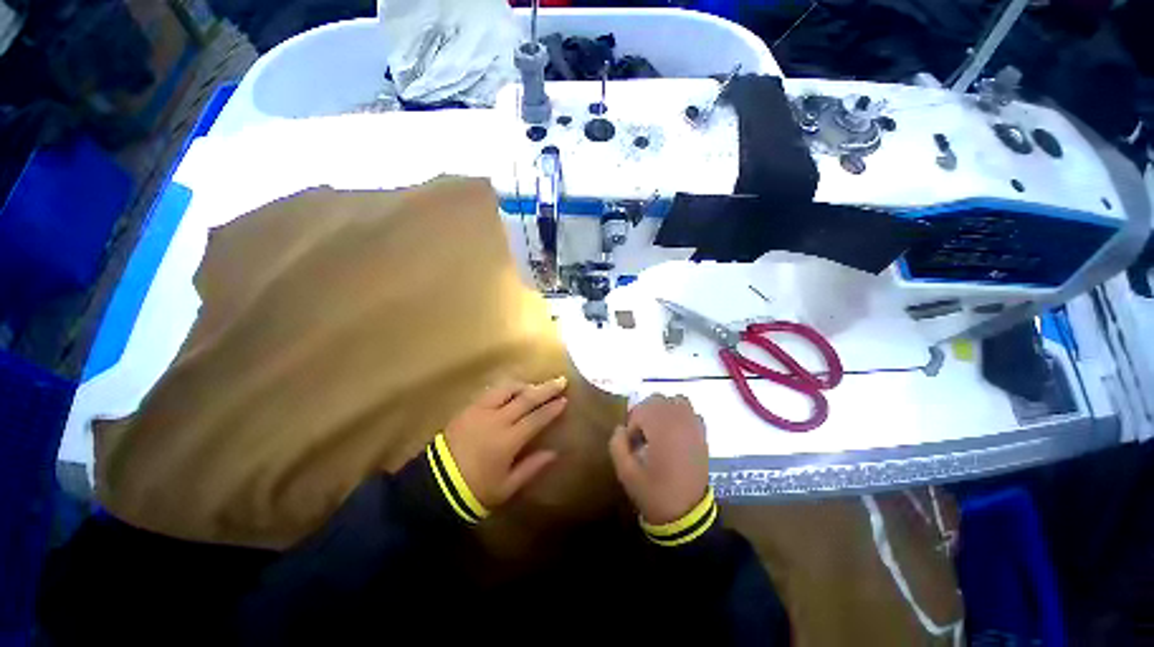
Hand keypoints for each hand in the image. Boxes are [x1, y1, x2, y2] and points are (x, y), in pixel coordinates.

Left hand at [443, 377, 567, 508]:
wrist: (433, 486)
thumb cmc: (474, 491)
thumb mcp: (506, 487)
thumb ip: (531, 468)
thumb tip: (553, 453)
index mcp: (508, 440)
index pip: (537, 418)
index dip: (552, 408)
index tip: (564, 400)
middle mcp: (497, 419)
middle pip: (526, 398)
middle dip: (546, 389)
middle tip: (560, 380)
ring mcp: (480, 411)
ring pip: (507, 390)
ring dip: (525, 385)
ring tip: (535, 386)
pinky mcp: (468, 409)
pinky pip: (490, 392)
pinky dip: (505, 389)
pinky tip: (511, 391)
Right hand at [608, 395, 709, 524]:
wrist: (687, 515)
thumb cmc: (653, 493)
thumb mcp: (625, 472)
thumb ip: (617, 444)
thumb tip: (621, 428)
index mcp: (662, 429)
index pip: (642, 410)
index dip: (632, 424)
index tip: (632, 443)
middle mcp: (680, 421)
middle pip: (658, 400)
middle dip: (645, 413)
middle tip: (641, 435)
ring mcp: (694, 426)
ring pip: (676, 400)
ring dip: (664, 410)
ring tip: (658, 429)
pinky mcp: (702, 434)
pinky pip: (690, 412)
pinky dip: (680, 415)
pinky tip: (674, 433)